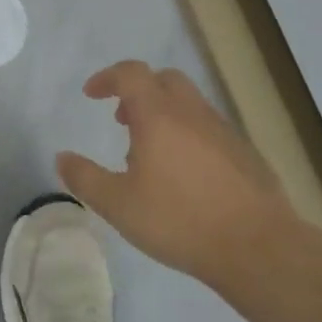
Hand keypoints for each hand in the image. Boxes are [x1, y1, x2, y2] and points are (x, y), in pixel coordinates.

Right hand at [57, 61, 301, 284]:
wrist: (258, 247)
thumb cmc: (180, 220)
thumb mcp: (118, 205)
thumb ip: (85, 178)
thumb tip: (62, 158)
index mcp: (159, 116)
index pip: (131, 74)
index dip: (107, 78)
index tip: (91, 94)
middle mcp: (192, 114)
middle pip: (164, 80)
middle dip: (138, 91)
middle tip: (121, 119)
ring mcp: (224, 131)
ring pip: (189, 104)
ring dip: (163, 113)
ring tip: (148, 153)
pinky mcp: (245, 153)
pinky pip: (208, 128)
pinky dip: (187, 134)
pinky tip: (183, 174)